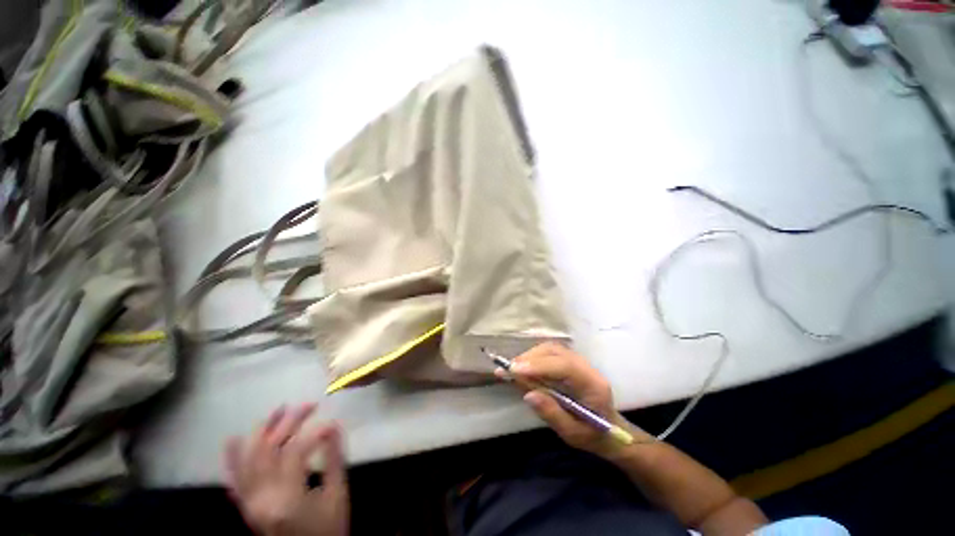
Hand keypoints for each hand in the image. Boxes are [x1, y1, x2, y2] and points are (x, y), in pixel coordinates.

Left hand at [224, 403, 348, 535]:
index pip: (294, 451)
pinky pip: (235, 479)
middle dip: (289, 422)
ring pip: (249, 459)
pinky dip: (232, 458)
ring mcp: (249, 504)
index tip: (330, 423)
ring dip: (262, 431)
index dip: (313, 432)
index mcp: (287, 499)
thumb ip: (335, 459)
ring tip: (278, 409)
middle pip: (269, 449)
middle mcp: (261, 499)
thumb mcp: (338, 494)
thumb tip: (332, 426)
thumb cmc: (329, 529)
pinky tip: (232, 440)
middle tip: (309, 405)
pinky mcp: (247, 507)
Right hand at [504, 343, 636, 457]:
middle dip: (530, 358)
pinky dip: (534, 357)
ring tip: (513, 369)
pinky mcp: (570, 361)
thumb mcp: (573, 434)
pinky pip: (550, 352)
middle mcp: (586, 367)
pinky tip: (523, 368)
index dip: (539, 365)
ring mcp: (579, 361)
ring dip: (530, 356)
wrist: (611, 431)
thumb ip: (552, 414)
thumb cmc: (594, 435)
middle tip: (509, 369)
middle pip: (555, 352)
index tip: (514, 370)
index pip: (565, 366)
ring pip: (551, 349)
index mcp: (593, 384)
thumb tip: (528, 395)